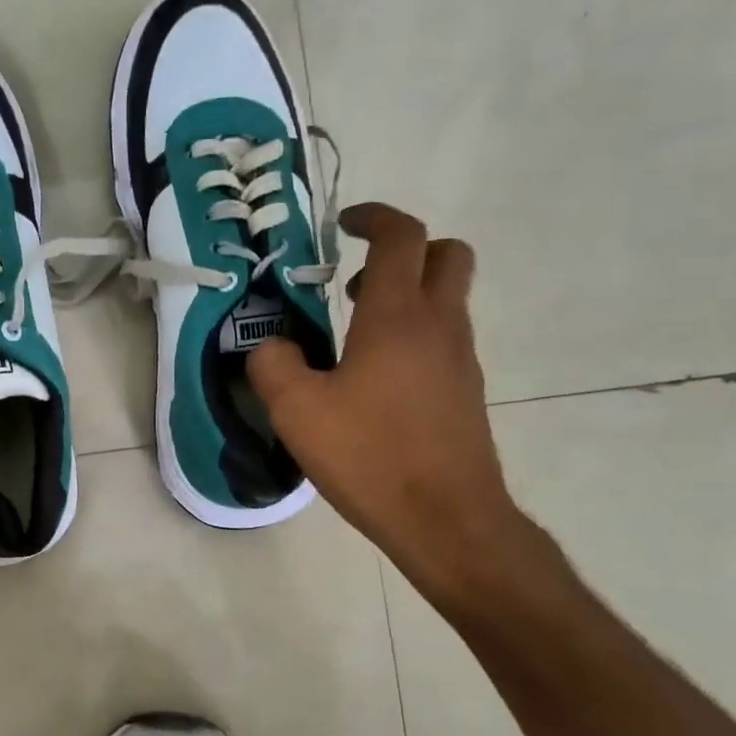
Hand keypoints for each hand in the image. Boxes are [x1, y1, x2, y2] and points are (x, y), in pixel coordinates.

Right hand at [248, 203, 523, 598]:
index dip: (374, 217)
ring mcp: (459, 359)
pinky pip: (444, 340)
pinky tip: (374, 382)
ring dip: (407, 297)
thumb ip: (273, 366)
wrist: (445, 518)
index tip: (343, 223)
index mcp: (397, 317)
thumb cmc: (369, 455)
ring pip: (447, 299)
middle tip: (354, 281)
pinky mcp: (465, 392)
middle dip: (405, 251)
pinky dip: (413, 337)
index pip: (401, 237)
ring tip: (352, 337)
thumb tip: (270, 347)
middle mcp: (438, 326)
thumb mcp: (296, 411)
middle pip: (446, 255)